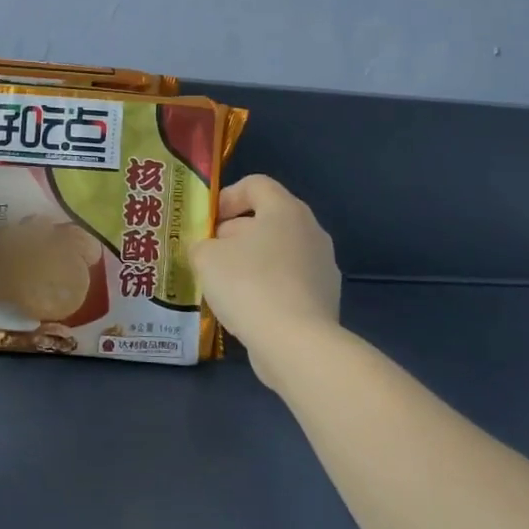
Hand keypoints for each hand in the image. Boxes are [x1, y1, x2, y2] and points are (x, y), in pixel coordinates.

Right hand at [189, 175, 341, 381]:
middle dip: (235, 233)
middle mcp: (311, 230)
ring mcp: (323, 266)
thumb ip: (202, 245)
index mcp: (285, 209)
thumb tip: (210, 250)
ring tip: (225, 285)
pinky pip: (290, 281)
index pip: (256, 184)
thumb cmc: (248, 285)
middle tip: (210, 255)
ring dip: (251, 261)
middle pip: (268, 219)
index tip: (208, 221)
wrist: (295, 343)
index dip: (227, 196)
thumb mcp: (206, 257)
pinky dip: (268, 287)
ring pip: (279, 252)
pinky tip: (248, 309)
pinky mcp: (326, 298)